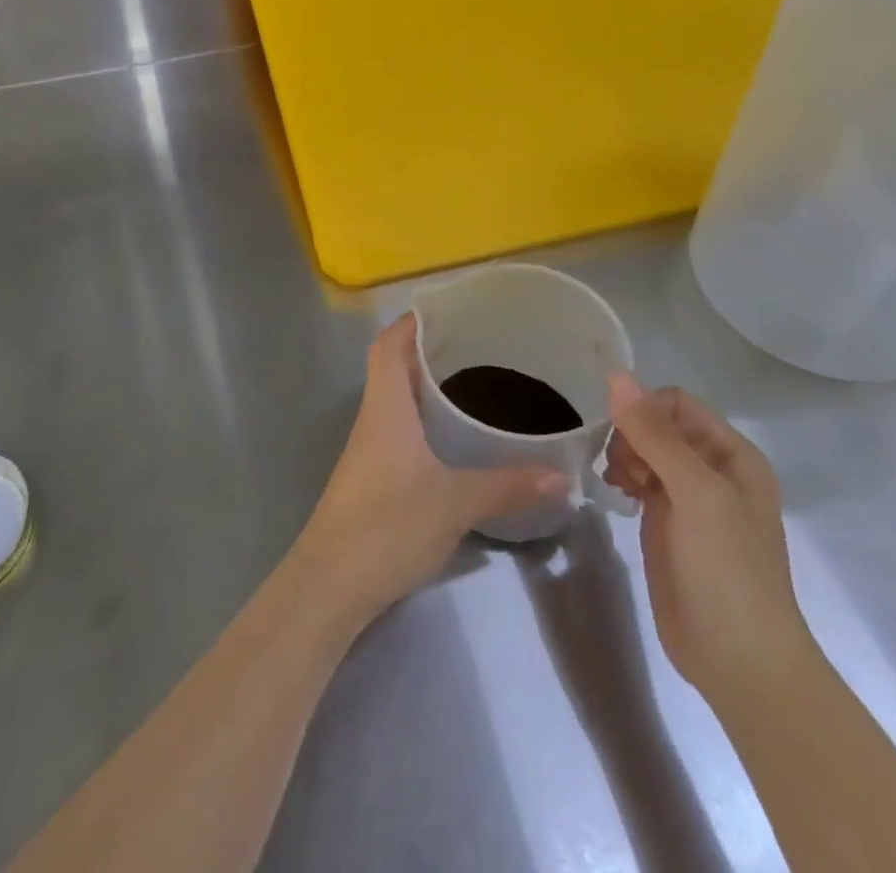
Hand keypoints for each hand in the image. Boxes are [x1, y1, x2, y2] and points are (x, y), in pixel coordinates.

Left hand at [298, 315, 567, 618]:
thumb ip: (508, 484)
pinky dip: (425, 420)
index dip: (414, 321)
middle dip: (429, 350)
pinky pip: (400, 429)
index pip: (389, 343)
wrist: (332, 583)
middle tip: (477, 346)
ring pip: (397, 399)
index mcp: (385, 405)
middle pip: (393, 365)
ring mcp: (369, 448)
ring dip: (427, 386)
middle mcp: (373, 417)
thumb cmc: (388, 525)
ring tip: (475, 384)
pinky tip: (455, 439)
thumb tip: (563, 474)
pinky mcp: (373, 476)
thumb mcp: (456, 501)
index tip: (451, 311)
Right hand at [603, 375, 815, 706]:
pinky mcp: (666, 522)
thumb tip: (615, 375)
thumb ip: (655, 435)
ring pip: (643, 449)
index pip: (677, 403)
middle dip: (631, 435)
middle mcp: (712, 469)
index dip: (646, 411)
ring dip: (623, 455)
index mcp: (732, 455)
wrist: (738, 661)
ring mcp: (688, 497)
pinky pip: (638, 479)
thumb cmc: (728, 570)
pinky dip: (621, 478)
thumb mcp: (696, 494)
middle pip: (657, 423)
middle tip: (620, 469)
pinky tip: (615, 495)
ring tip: (618, 484)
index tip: (623, 440)